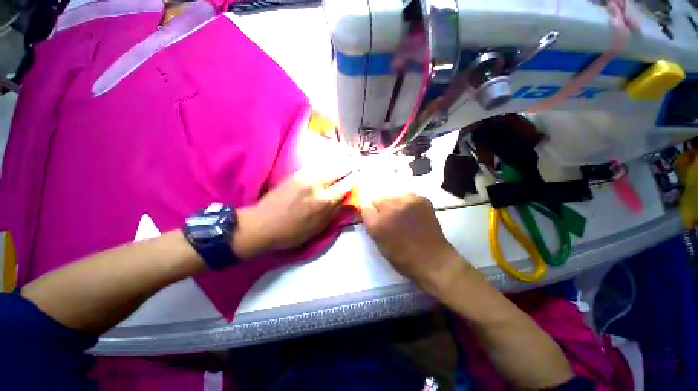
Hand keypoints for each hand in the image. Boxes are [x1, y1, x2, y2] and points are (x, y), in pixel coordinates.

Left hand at [233, 166, 352, 258]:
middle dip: (349, 165)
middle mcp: (317, 184)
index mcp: (325, 201)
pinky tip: (329, 162)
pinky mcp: (296, 173)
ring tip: (346, 157)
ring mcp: (305, 176)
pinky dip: (325, 163)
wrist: (262, 224)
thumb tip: (344, 200)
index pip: (346, 185)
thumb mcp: (318, 228)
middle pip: (339, 169)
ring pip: (327, 164)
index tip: (360, 176)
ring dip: (338, 161)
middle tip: (355, 162)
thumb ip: (333, 212)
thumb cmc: (292, 232)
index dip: (355, 179)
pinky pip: (316, 165)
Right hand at [361, 193, 465, 290]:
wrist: (432, 259)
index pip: (365, 207)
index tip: (376, 219)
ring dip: (394, 204)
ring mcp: (406, 201)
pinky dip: (407, 203)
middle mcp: (390, 209)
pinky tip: (413, 214)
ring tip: (403, 216)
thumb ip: (371, 224)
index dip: (370, 213)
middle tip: (391, 219)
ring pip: (393, 196)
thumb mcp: (378, 243)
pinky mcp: (420, 199)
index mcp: (377, 223)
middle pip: (379, 199)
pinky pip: (406, 196)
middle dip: (382, 208)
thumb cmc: (402, 257)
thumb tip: (370, 211)